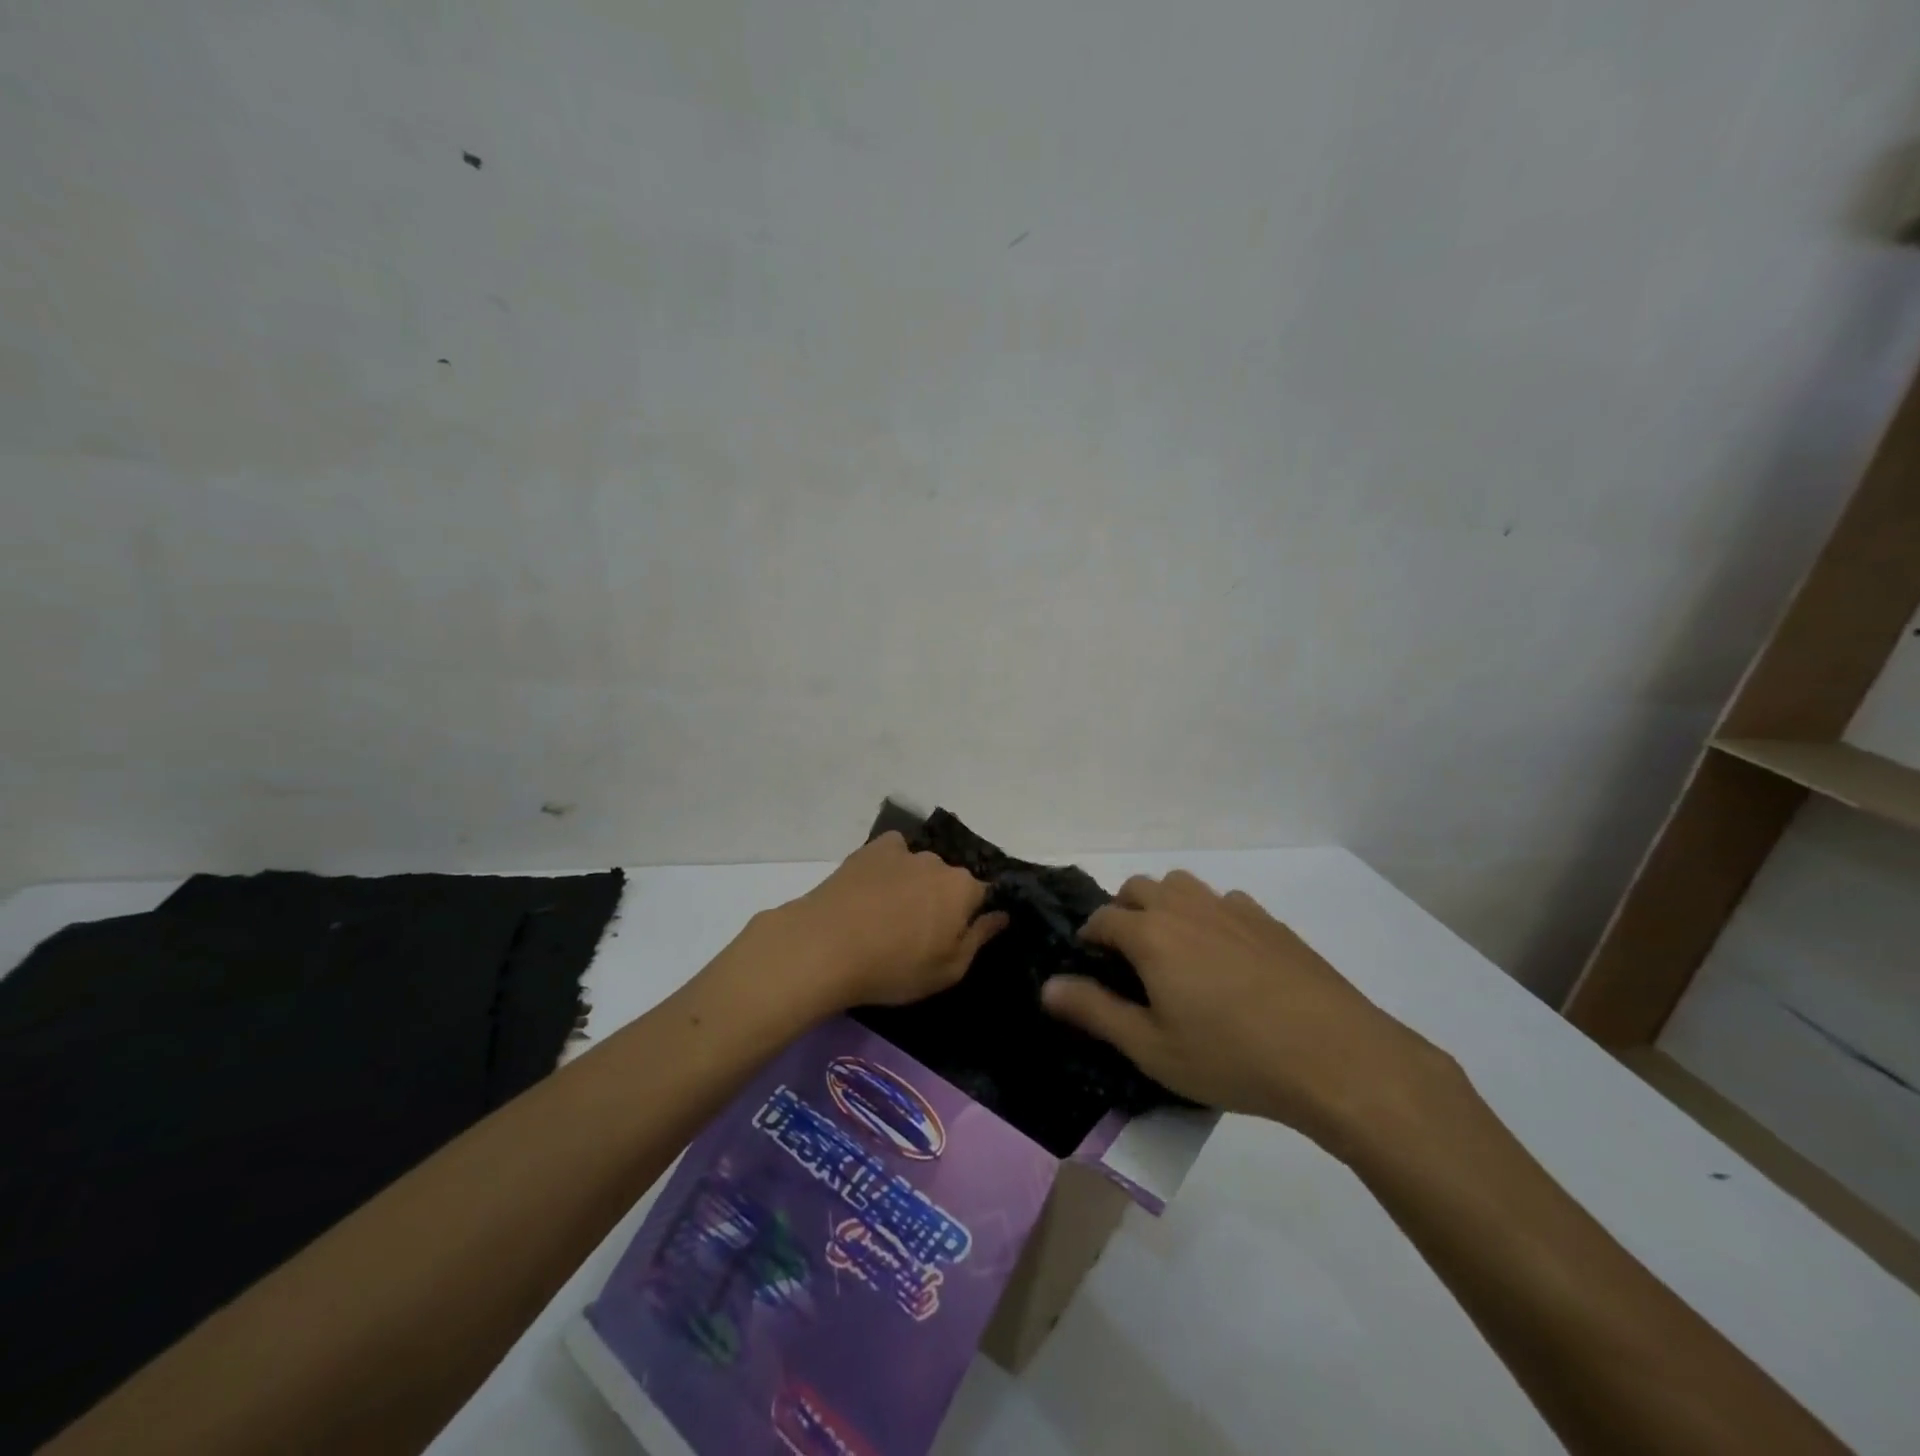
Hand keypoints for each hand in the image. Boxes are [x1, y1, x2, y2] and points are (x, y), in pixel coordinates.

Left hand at [774, 832, 1007, 1010]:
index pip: (983, 895)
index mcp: (963, 889)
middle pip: (950, 880)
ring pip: (920, 867)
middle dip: (942, 900)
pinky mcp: (871, 849)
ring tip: (889, 912)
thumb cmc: (894, 967)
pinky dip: (890, 866)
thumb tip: (1001, 915)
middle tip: (919, 931)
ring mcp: (903, 851)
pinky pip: (892, 852)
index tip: (955, 936)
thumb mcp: (947, 970)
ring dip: (914, 884)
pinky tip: (874, 887)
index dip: (972, 916)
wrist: (826, 946)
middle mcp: (938, 862)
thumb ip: (979, 939)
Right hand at [1041, 871, 1455, 1150]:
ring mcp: (1231, 908)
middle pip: (1138, 887)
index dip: (1089, 938)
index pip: (1102, 917)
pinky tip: (1227, 958)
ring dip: (1165, 905)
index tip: (1090, 964)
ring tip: (1174, 950)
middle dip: (1123, 911)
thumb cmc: (1231, 1056)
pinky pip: (1224, 902)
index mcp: (1151, 933)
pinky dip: (1209, 916)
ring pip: (1182, 885)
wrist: (1334, 1055)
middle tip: (1129, 958)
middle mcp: (1186, 907)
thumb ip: (1094, 1011)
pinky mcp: (1269, 921)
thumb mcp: (1151, 1048)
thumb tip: (1047, 986)